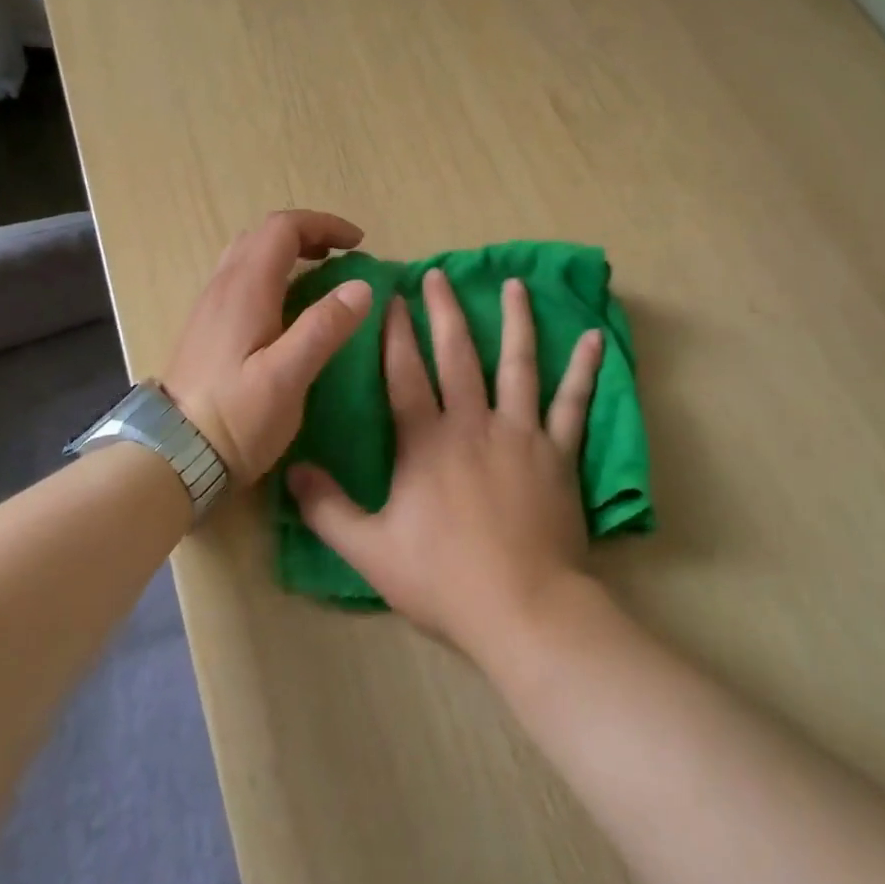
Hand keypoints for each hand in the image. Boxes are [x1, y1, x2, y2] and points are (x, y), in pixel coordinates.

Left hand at [162, 210, 373, 484]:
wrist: (172, 456)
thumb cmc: (234, 417)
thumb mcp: (287, 376)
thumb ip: (324, 328)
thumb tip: (361, 286)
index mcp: (246, 288)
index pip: (283, 228)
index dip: (324, 224)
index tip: (358, 243)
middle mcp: (223, 286)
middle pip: (263, 235)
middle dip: (307, 235)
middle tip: (340, 256)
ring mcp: (210, 307)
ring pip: (248, 256)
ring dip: (287, 253)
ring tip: (319, 277)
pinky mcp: (206, 329)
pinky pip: (241, 280)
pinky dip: (272, 275)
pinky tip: (287, 309)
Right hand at [288, 269, 604, 661]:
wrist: (523, 610)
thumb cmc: (444, 581)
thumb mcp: (371, 551)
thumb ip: (328, 510)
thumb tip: (292, 470)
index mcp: (426, 442)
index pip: (405, 373)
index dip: (396, 333)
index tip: (394, 297)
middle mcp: (472, 423)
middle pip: (457, 355)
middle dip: (445, 311)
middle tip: (440, 274)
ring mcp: (521, 433)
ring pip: (518, 364)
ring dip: (515, 321)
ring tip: (514, 284)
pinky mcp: (558, 452)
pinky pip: (573, 403)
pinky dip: (583, 369)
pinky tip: (592, 338)